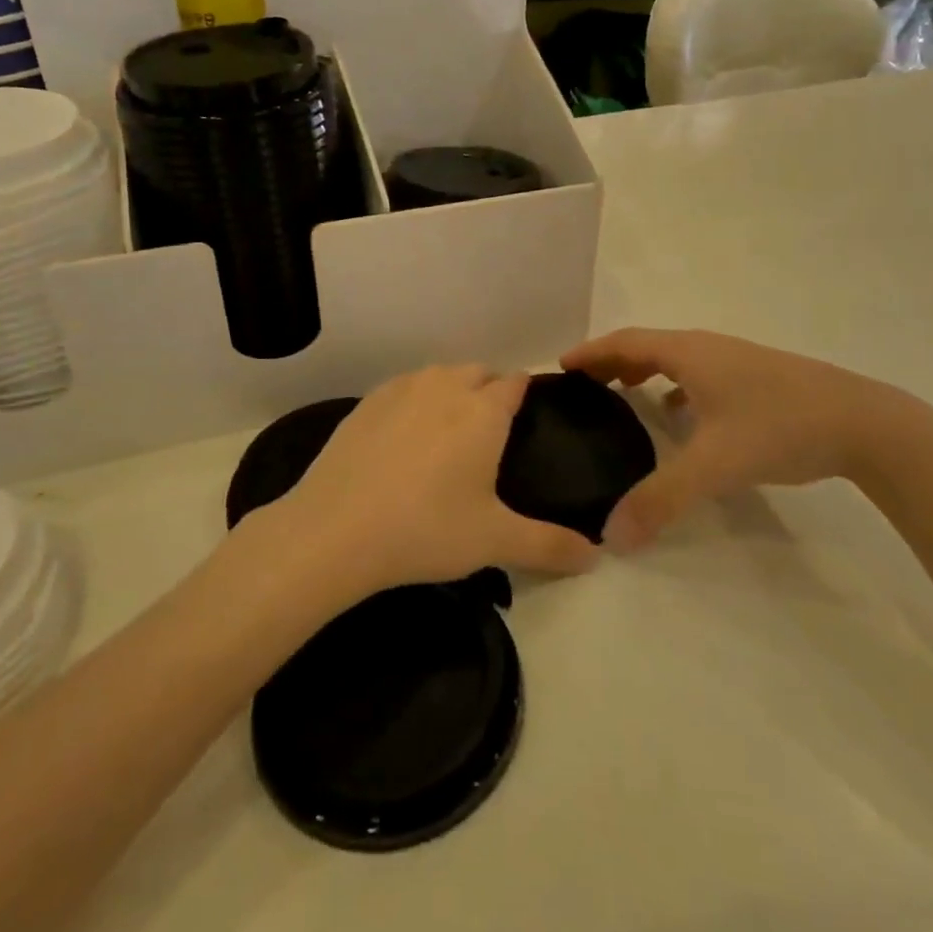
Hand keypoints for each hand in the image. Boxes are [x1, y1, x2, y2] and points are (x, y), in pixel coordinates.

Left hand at [263, 365, 600, 597]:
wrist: (334, 531)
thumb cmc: (426, 529)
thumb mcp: (494, 541)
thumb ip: (550, 545)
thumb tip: (597, 558)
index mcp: (483, 411)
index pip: (516, 383)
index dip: (526, 396)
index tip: (528, 420)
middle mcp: (445, 387)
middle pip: (478, 373)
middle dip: (490, 392)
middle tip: (490, 438)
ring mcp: (400, 390)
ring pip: (439, 376)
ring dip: (452, 392)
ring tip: (449, 435)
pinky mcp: (365, 404)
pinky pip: (403, 389)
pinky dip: (413, 402)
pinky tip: (404, 439)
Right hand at [562, 328, 928, 550]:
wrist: (867, 424)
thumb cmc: (781, 427)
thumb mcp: (715, 465)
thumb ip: (660, 500)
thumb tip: (611, 536)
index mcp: (690, 353)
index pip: (625, 342)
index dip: (590, 352)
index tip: (560, 367)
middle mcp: (708, 349)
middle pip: (647, 346)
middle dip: (611, 362)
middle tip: (582, 387)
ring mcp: (737, 362)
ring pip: (676, 360)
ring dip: (643, 372)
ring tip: (622, 396)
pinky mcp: (758, 380)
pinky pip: (700, 376)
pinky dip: (676, 388)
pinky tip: (680, 417)